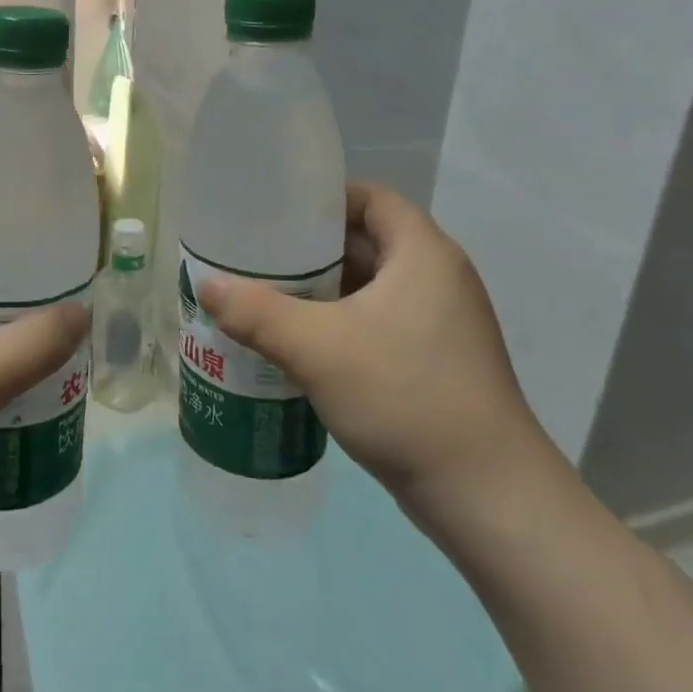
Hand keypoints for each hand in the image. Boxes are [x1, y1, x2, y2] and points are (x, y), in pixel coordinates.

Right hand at [198, 183, 553, 514]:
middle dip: (311, 251)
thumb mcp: (317, 348)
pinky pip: (379, 323)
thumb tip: (206, 285)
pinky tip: (301, 347)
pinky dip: (341, 325)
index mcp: (423, 253)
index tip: (274, 215)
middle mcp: (438, 277)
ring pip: (371, 288)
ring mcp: (441, 322)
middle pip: (366, 241)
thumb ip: (256, 313)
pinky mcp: (436, 361)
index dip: (323, 199)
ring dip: (323, 293)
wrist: (485, 494)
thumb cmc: (404, 396)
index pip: (370, 197)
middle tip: (257, 260)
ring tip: (268, 300)